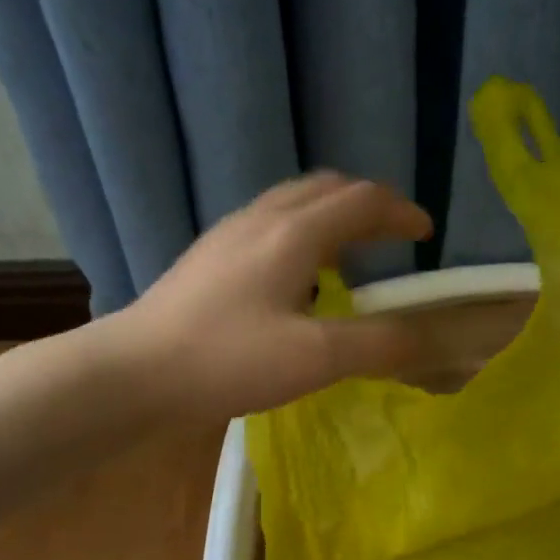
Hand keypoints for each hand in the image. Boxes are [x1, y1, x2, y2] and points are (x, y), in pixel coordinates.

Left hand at [120, 172, 433, 420]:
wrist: (132, 373)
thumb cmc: (227, 360)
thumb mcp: (315, 358)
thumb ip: (377, 344)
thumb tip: (423, 336)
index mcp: (294, 233)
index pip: (362, 201)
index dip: (401, 212)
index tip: (426, 233)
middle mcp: (262, 218)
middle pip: (327, 187)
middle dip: (369, 203)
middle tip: (394, 233)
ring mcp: (229, 233)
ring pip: (294, 201)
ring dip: (334, 214)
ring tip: (351, 252)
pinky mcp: (208, 256)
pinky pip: (270, 222)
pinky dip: (304, 231)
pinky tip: (297, 276)